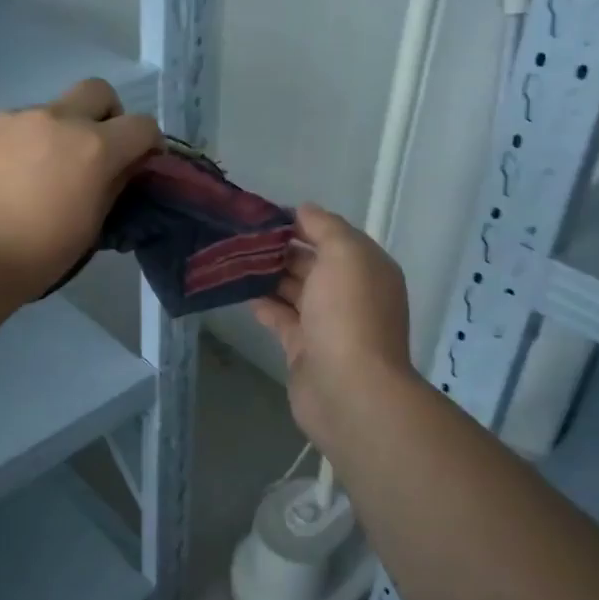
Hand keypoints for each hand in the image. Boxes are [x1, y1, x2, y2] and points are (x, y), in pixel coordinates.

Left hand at [0, 78, 161, 301]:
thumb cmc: (38, 255)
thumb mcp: (91, 227)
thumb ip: (113, 186)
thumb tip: (122, 166)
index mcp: (93, 147)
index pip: (141, 124)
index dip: (148, 141)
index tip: (139, 160)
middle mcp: (55, 119)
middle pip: (96, 91)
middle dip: (104, 114)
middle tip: (91, 149)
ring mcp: (9, 117)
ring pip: (43, 113)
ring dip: (48, 136)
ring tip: (27, 176)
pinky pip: (2, 128)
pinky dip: (7, 147)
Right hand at [251, 204, 416, 446]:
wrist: (349, 389)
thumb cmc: (349, 313)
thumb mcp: (345, 254)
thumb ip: (325, 227)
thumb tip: (303, 210)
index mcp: (367, 268)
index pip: (332, 236)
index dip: (301, 223)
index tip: (263, 215)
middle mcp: (350, 293)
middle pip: (312, 262)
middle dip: (280, 248)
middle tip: (238, 236)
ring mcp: (327, 323)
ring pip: (294, 290)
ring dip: (267, 275)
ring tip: (231, 258)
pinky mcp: (304, 348)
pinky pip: (281, 317)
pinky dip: (263, 303)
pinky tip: (238, 290)